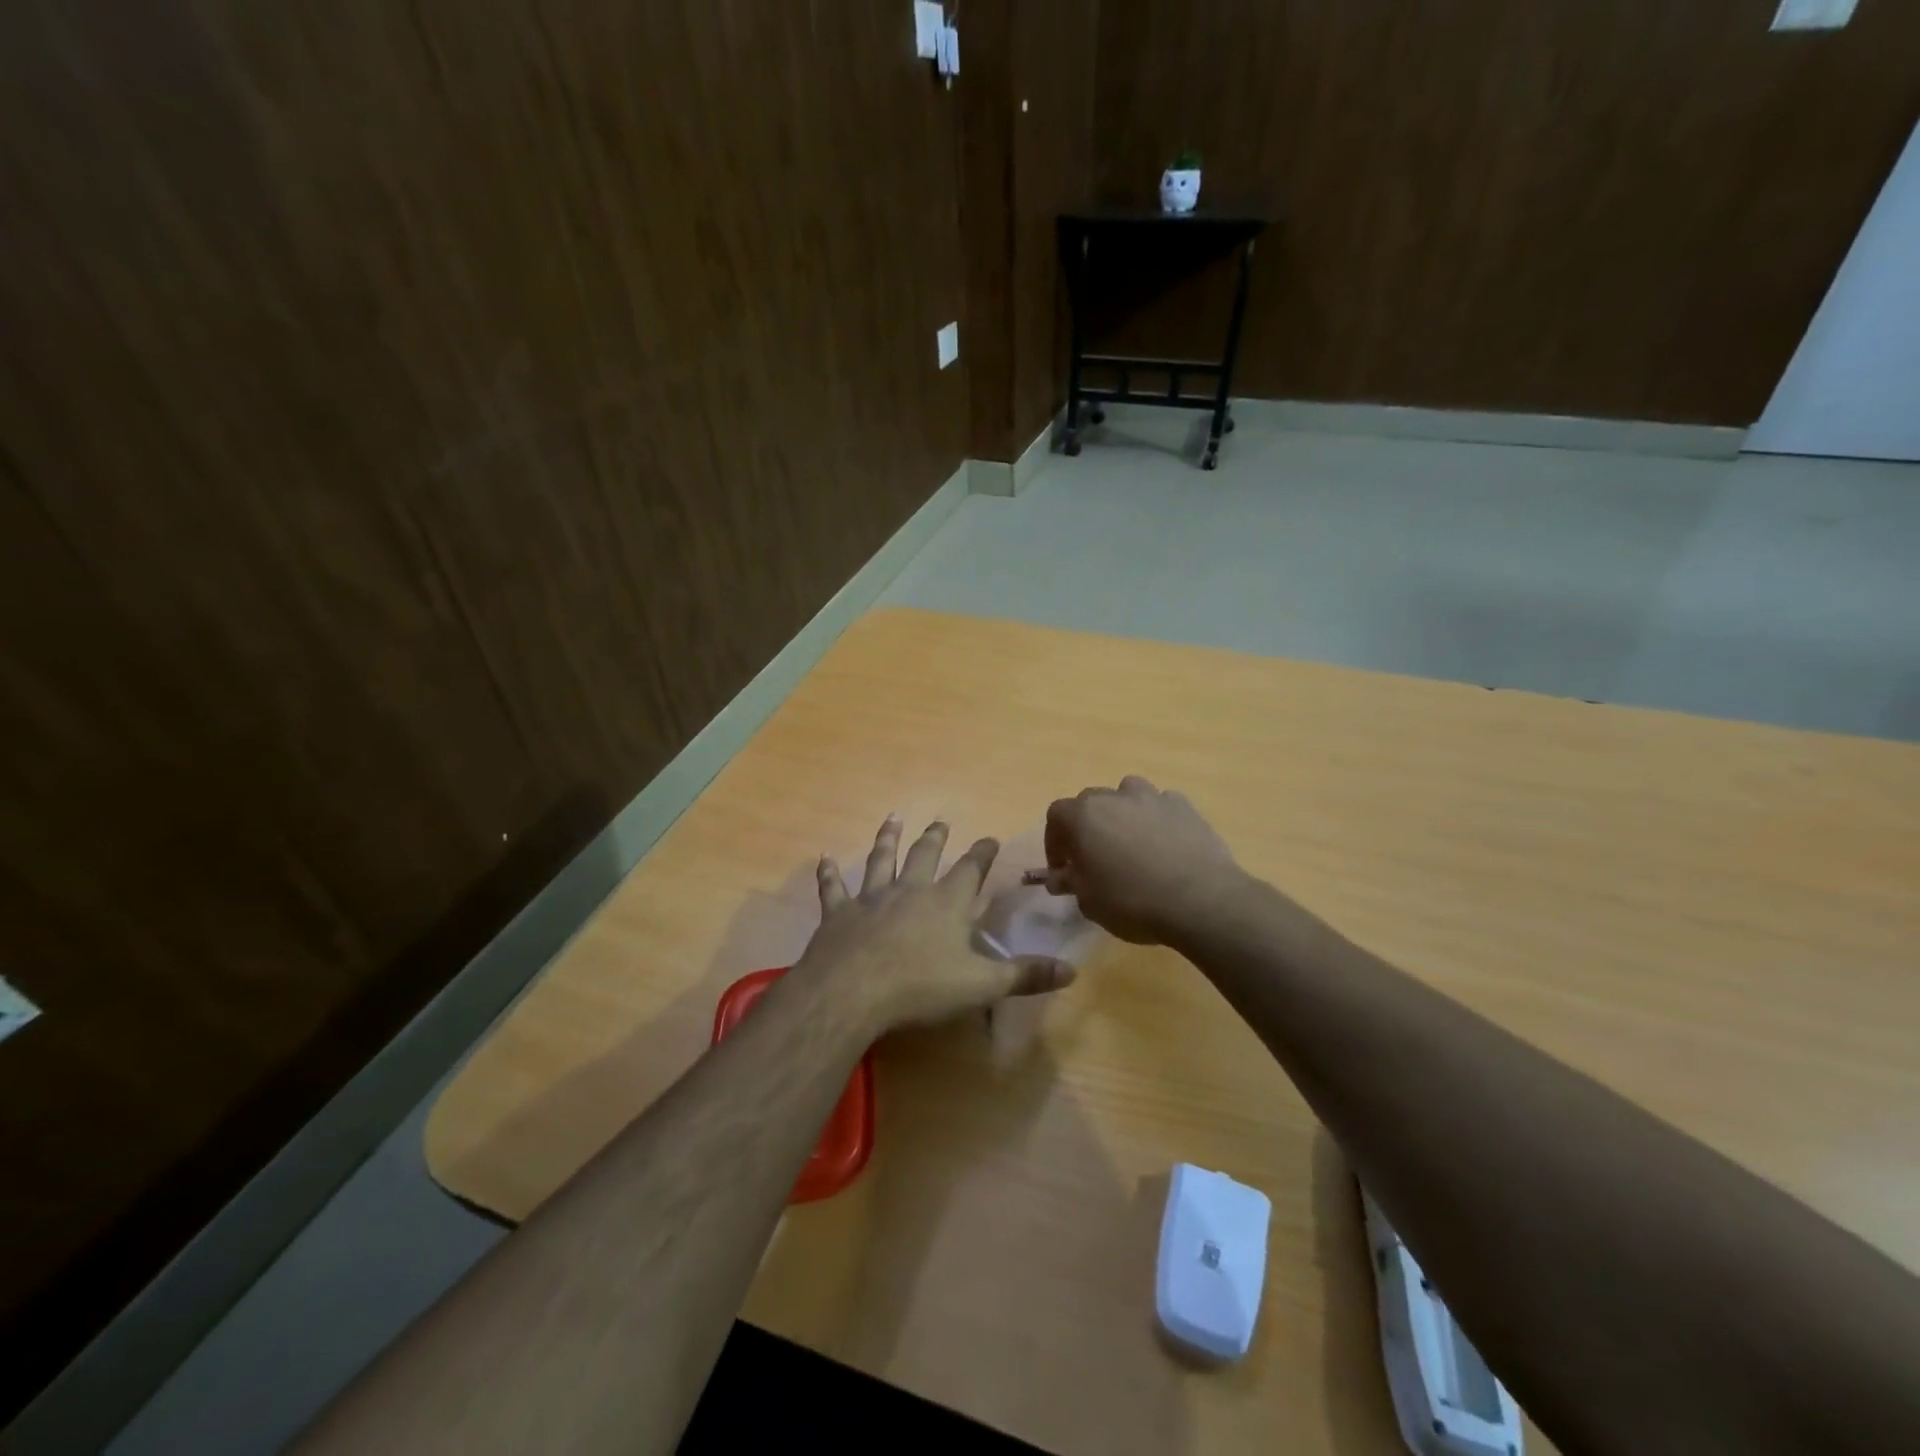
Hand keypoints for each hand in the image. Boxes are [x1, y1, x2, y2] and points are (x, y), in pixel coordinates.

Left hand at [800, 815, 1076, 1033]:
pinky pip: (834, 888)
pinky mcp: (839, 914)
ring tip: (892, 819)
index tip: (989, 838)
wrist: (853, 991)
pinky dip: (830, 873)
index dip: (981, 854)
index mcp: (946, 903)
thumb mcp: (983, 985)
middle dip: (935, 837)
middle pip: (925, 855)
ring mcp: (872, 898)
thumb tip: (1071, 971)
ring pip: (881, 860)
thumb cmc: (922, 987)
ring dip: (887, 839)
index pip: (970, 870)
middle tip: (941, 821)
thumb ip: (1025, 975)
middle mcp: (910, 890)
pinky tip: (824, 859)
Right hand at [1026, 777, 1243, 944]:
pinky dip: (1157, 820)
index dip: (1055, 842)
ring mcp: (1153, 797)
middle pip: (1091, 802)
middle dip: (1088, 826)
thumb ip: (1071, 882)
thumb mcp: (1089, 901)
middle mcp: (1115, 796)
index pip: (1056, 816)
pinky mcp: (1185, 806)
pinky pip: (1162, 806)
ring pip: (1128, 794)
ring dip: (1123, 813)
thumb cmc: (1132, 902)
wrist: (1200, 900)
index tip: (1064, 868)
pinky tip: (1166, 845)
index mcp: (1083, 816)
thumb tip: (1060, 876)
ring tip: (1132, 844)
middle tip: (1095, 858)